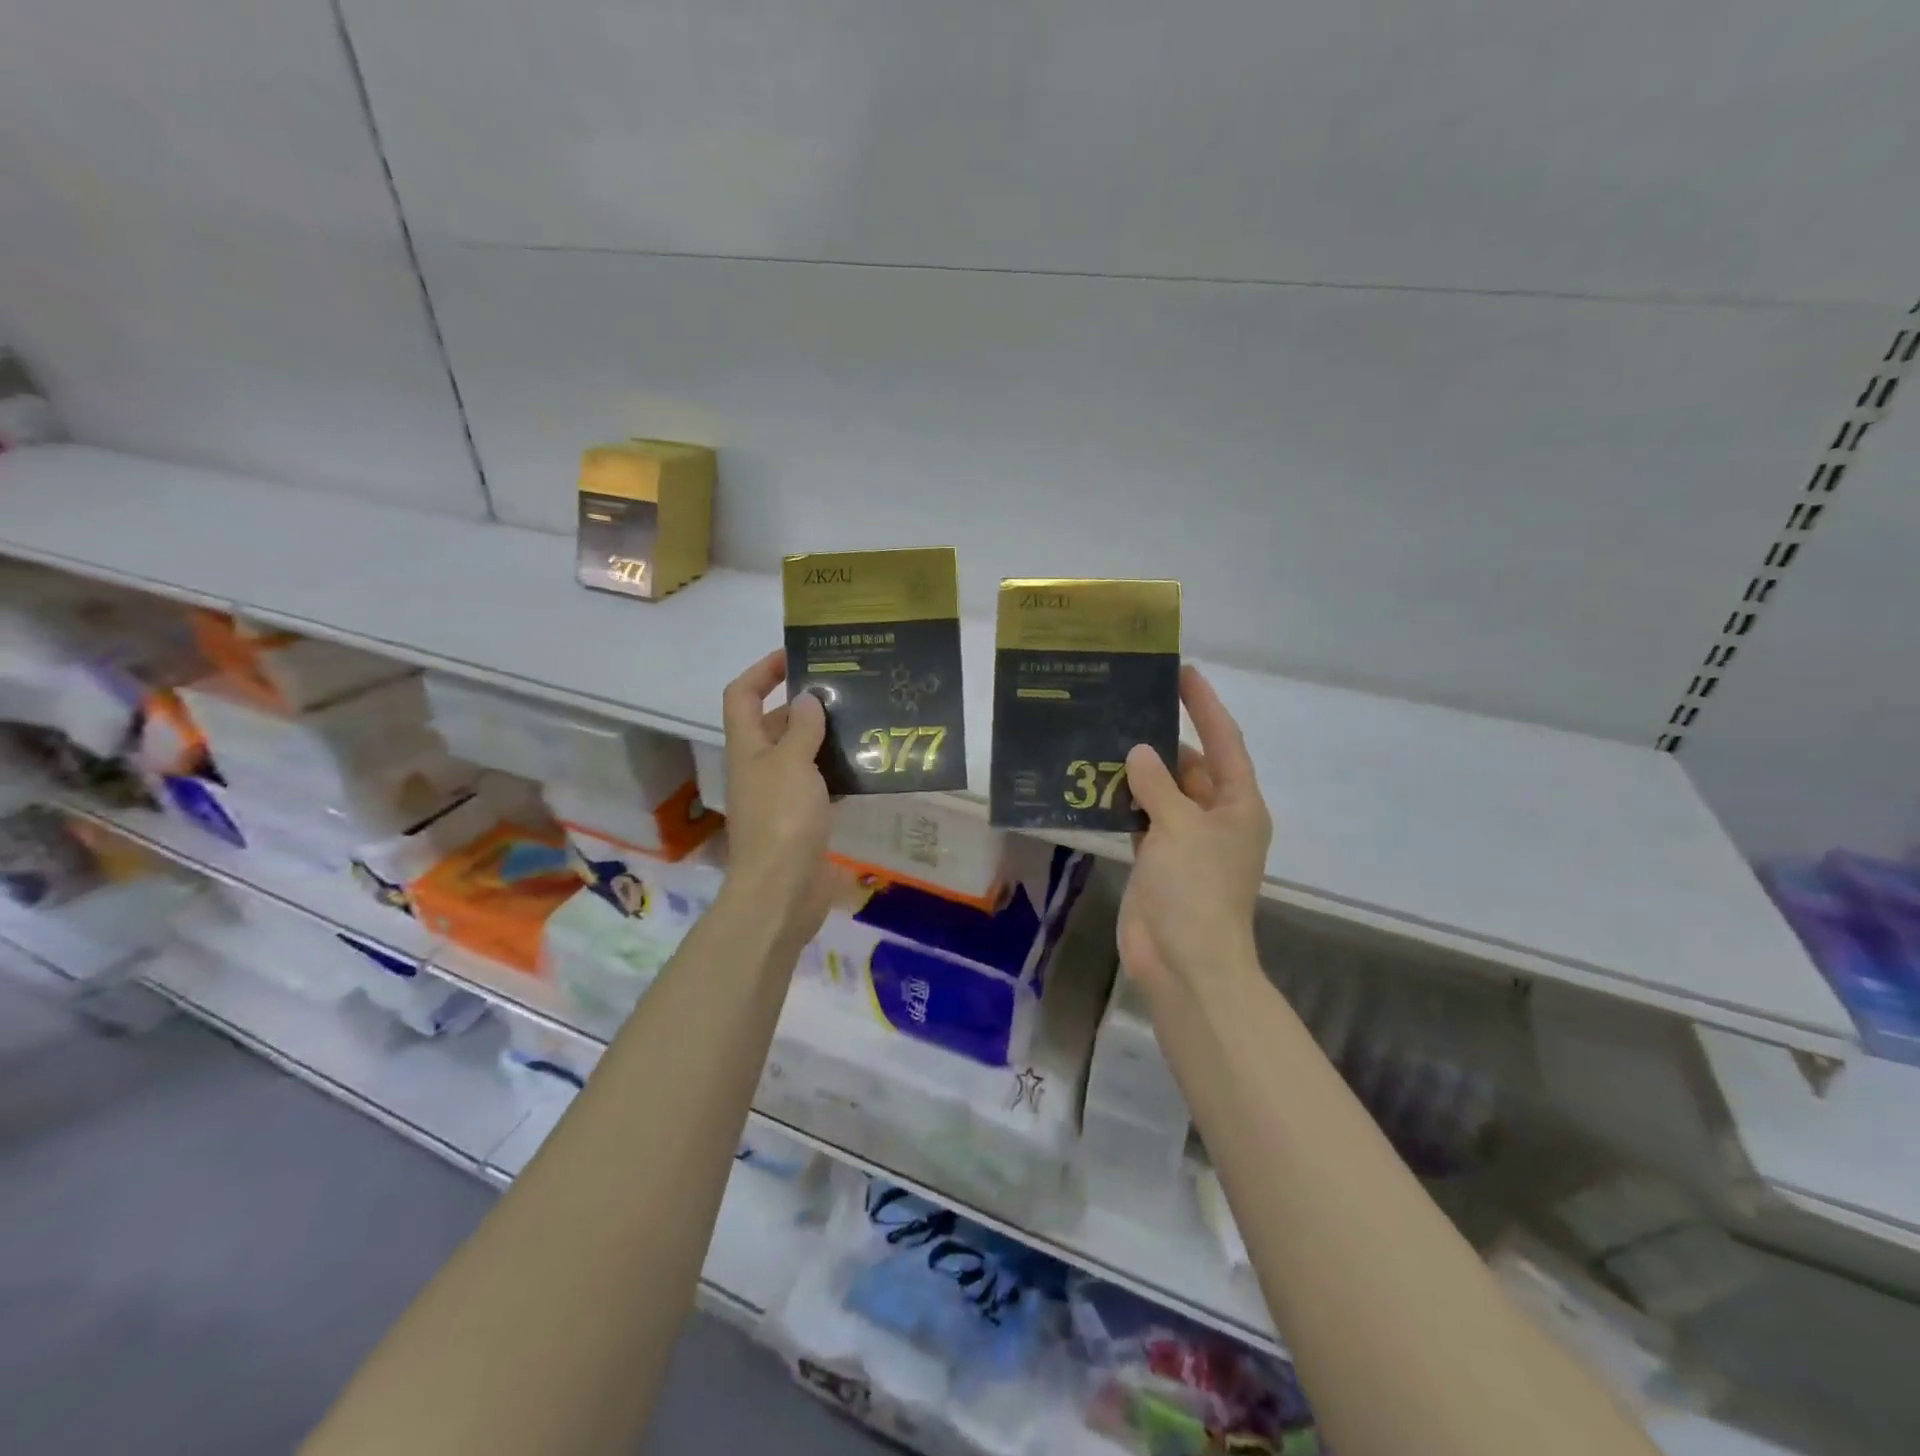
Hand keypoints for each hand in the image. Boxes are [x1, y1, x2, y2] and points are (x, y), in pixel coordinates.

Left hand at [718, 650, 837, 944]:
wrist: (782, 891)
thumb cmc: (782, 819)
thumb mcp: (792, 764)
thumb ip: (802, 728)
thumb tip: (808, 698)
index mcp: (747, 747)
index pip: (743, 694)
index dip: (763, 671)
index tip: (796, 656)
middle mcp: (760, 767)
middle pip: (776, 723)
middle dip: (806, 703)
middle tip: (849, 689)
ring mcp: (781, 795)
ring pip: (802, 754)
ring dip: (826, 738)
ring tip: (865, 721)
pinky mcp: (802, 820)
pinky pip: (821, 785)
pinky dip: (839, 774)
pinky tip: (868, 767)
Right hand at [1118, 665, 1271, 1000]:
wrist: (1184, 961)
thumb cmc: (1195, 888)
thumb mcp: (1179, 826)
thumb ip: (1157, 784)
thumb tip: (1138, 752)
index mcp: (1238, 805)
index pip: (1223, 741)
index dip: (1205, 706)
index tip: (1182, 672)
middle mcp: (1216, 818)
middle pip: (1190, 766)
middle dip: (1162, 741)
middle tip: (1125, 706)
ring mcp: (1186, 842)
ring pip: (1163, 794)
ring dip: (1139, 773)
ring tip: (1103, 737)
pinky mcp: (1158, 861)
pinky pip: (1143, 820)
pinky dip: (1125, 804)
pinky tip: (1096, 785)